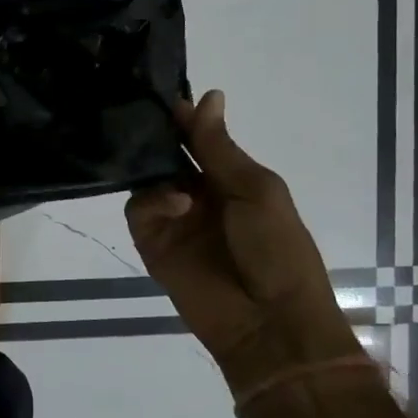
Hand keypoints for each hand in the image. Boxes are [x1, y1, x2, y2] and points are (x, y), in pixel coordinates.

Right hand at [126, 90, 359, 384]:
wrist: (270, 322)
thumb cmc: (278, 249)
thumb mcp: (256, 189)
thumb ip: (220, 147)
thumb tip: (208, 95)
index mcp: (231, 180)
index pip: (199, 140)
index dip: (184, 119)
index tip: (164, 96)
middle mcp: (198, 195)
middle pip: (167, 156)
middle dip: (157, 137)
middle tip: (139, 115)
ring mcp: (174, 220)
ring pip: (146, 178)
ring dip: (155, 168)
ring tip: (167, 169)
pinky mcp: (152, 244)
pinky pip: (139, 210)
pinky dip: (153, 201)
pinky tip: (177, 204)